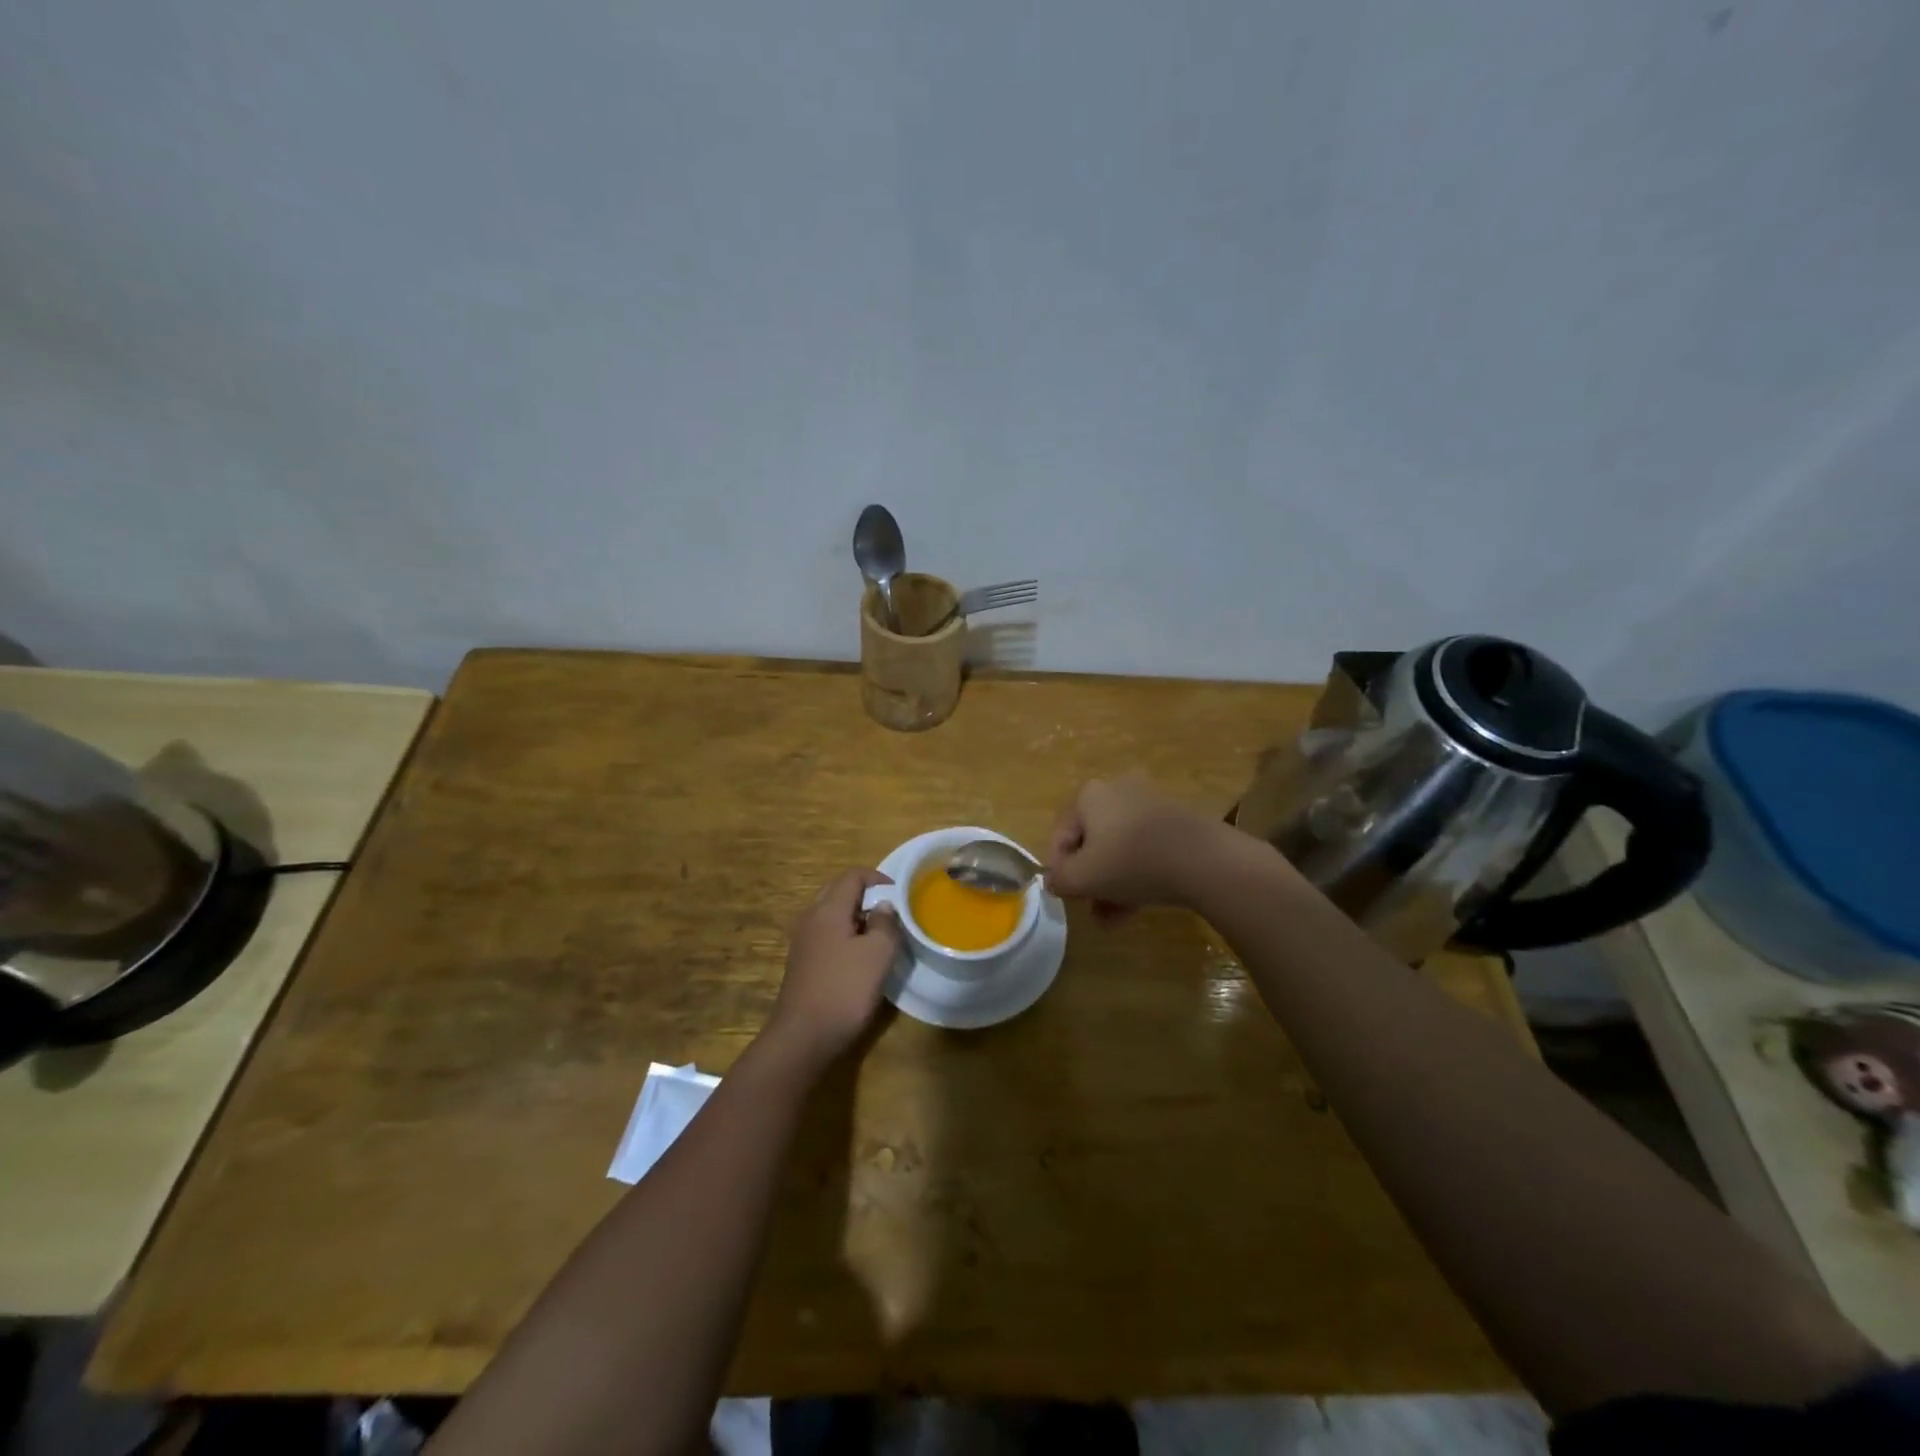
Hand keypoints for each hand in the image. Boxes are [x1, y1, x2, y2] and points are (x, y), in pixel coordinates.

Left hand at [766, 868, 903, 1066]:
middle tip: (891, 912)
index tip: (900, 893)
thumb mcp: (878, 954)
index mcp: (828, 910)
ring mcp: (803, 941)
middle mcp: (811, 918)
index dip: (878, 878)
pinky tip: (860, 957)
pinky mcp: (802, 962)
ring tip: (880, 935)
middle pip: (838, 891)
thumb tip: (884, 907)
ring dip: (856, 916)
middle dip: (866, 895)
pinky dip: (845, 935)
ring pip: (832, 914)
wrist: (802, 1037)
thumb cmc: (844, 990)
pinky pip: (826, 934)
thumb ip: (886, 924)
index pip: (852, 876)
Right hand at [1044, 776, 1222, 911]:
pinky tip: (1137, 908)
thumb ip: (1060, 879)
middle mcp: (1118, 790)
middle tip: (1091, 909)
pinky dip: (1137, 875)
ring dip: (1112, 884)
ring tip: (1113, 920)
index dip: (1058, 869)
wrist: (1204, 859)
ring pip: (1120, 850)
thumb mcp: (1083, 877)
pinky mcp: (1176, 822)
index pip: (1060, 835)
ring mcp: (1151, 804)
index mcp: (1089, 795)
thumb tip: (1054, 880)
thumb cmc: (1132, 862)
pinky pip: (1146, 849)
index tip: (1067, 897)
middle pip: (1092, 842)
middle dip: (1089, 880)